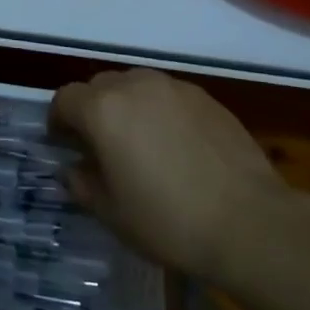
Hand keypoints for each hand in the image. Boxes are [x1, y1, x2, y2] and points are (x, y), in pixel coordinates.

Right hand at [51, 68, 285, 278]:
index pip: (65, 99)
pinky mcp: (206, 98)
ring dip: (128, 107)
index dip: (59, 120)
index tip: (63, 144)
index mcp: (102, 109)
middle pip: (100, 86)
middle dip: (93, 110)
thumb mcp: (113, 214)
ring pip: (136, 86)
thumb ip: (83, 185)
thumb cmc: (169, 221)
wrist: (251, 223)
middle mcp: (134, 86)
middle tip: (101, 146)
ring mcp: (173, 88)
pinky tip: (178, 147)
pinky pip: (169, 97)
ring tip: (142, 143)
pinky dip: (162, 112)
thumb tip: (73, 170)